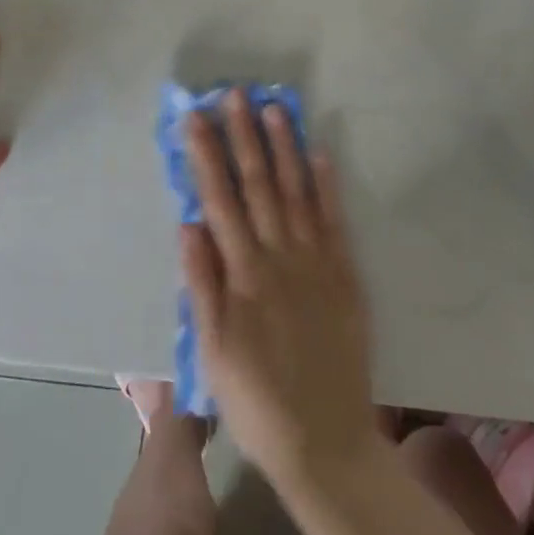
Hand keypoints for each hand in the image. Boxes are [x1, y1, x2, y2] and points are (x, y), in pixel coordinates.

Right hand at [180, 92, 374, 488]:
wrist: (325, 440)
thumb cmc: (256, 399)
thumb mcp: (212, 351)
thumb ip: (201, 283)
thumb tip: (188, 222)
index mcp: (242, 273)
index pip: (219, 199)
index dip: (205, 155)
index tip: (194, 118)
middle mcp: (278, 255)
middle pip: (257, 184)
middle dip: (243, 135)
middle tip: (234, 94)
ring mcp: (315, 260)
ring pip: (295, 191)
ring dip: (283, 146)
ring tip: (273, 107)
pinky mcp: (345, 273)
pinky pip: (334, 219)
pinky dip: (327, 184)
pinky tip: (319, 152)